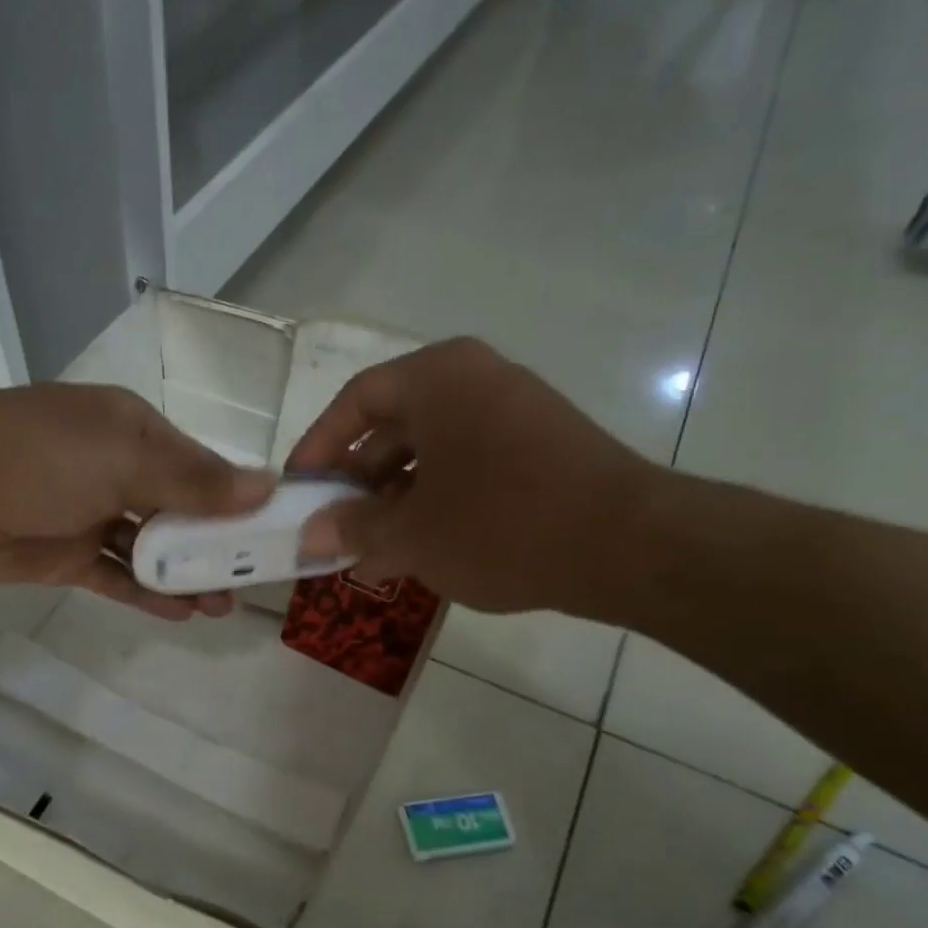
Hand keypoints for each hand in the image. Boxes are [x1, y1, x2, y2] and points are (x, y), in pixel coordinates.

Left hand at [0, 383, 273, 618]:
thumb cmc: (40, 456)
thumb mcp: (125, 457)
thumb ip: (194, 479)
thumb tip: (266, 486)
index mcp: (135, 430)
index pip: (202, 466)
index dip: (240, 498)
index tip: (276, 531)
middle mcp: (117, 468)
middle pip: (180, 510)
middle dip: (216, 544)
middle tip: (253, 579)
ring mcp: (90, 514)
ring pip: (151, 548)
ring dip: (186, 574)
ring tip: (223, 605)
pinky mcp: (65, 555)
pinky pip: (116, 576)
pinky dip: (147, 593)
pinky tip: (182, 613)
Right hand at [287, 339, 657, 614]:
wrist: (629, 546)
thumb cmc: (502, 525)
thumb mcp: (412, 533)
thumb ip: (352, 528)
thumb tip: (308, 536)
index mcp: (437, 378)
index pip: (356, 401)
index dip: (319, 448)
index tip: (298, 491)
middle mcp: (474, 379)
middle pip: (392, 426)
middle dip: (357, 483)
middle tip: (332, 528)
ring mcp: (512, 411)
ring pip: (429, 451)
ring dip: (393, 499)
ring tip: (370, 549)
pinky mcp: (538, 446)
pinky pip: (466, 464)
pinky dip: (434, 501)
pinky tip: (420, 547)